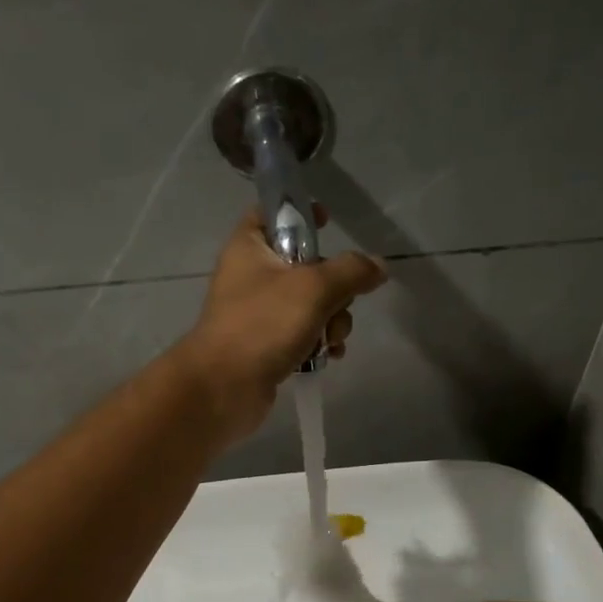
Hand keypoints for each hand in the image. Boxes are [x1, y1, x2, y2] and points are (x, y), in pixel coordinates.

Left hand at [176, 208, 386, 442]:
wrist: (224, 387)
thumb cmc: (263, 324)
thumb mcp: (314, 288)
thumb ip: (351, 271)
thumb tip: (378, 266)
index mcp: (249, 248)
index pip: (272, 213)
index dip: (300, 213)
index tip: (328, 222)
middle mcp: (251, 276)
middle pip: (306, 265)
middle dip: (334, 288)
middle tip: (337, 304)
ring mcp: (258, 313)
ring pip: (310, 304)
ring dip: (331, 321)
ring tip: (330, 340)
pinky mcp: (266, 345)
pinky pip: (303, 334)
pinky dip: (319, 342)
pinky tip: (329, 356)